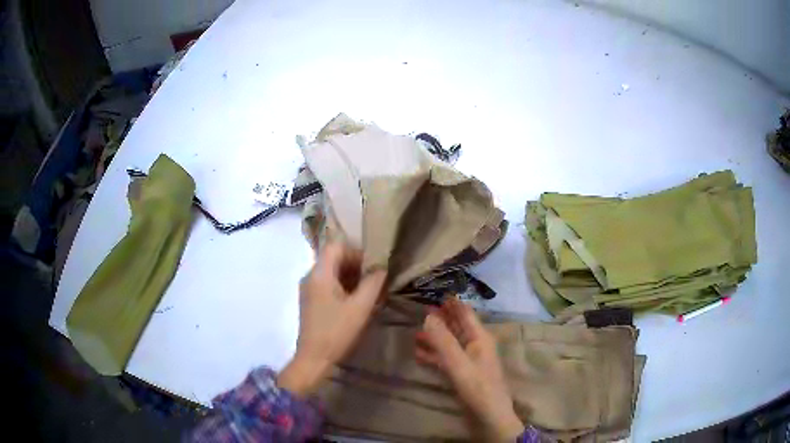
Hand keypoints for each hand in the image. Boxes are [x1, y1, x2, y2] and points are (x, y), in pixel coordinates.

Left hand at [278, 242, 386, 396]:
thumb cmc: (336, 331)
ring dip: (350, 276)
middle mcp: (310, 276)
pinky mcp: (310, 300)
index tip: (373, 264)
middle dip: (355, 264)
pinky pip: (327, 284)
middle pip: (333, 258)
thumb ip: (372, 284)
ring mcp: (308, 289)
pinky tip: (356, 300)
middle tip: (375, 277)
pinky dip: (343, 286)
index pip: (336, 246)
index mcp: (319, 274)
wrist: (313, 358)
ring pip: (331, 271)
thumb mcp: (360, 308)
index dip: (355, 250)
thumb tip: (381, 268)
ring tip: (369, 289)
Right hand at [416, 298, 523, 441]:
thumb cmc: (477, 386)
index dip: (451, 303)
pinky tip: (418, 355)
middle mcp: (475, 345)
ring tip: (414, 333)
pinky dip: (433, 355)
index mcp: (480, 338)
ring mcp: (469, 360)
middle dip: (440, 319)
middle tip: (420, 311)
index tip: (434, 292)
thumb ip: (443, 341)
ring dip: (434, 338)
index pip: (465, 313)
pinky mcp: (463, 373)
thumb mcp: (459, 363)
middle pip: (456, 327)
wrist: (489, 415)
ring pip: (449, 343)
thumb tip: (428, 316)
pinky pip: (446, 359)